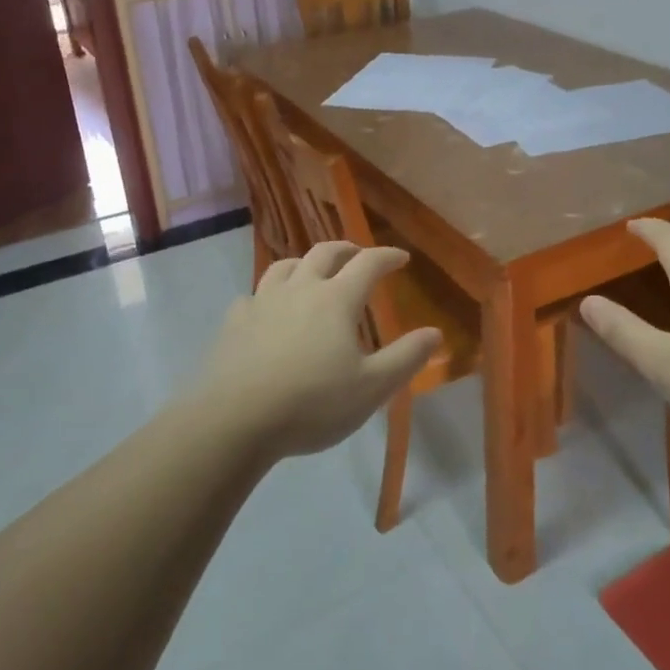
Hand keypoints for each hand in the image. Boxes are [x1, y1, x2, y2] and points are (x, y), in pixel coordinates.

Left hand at [196, 241, 441, 458]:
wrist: (234, 421)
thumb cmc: (312, 404)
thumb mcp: (372, 387)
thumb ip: (406, 357)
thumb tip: (435, 332)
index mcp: (336, 299)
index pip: (368, 263)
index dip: (387, 256)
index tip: (402, 257)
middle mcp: (299, 288)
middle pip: (324, 253)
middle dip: (347, 249)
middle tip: (359, 255)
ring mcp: (262, 301)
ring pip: (285, 266)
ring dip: (305, 263)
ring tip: (313, 273)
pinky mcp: (234, 321)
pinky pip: (254, 295)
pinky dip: (269, 294)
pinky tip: (268, 310)